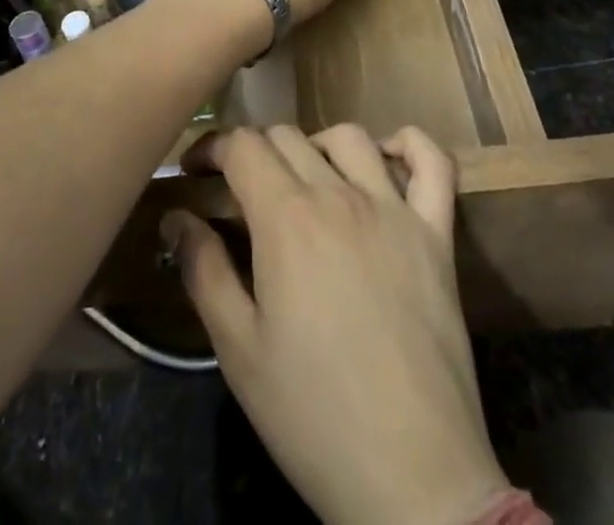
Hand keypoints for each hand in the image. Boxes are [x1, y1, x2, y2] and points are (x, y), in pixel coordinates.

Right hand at [166, 126, 508, 524]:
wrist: (412, 477)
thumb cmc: (312, 415)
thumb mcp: (238, 349)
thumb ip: (203, 270)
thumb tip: (176, 216)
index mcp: (286, 218)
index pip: (243, 146)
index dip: (212, 147)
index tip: (195, 171)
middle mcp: (339, 195)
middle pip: (288, 137)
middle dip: (254, 151)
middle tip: (240, 189)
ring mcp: (394, 209)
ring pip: (349, 138)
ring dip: (316, 146)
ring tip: (304, 180)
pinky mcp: (436, 233)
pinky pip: (432, 163)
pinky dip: (410, 144)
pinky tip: (387, 157)